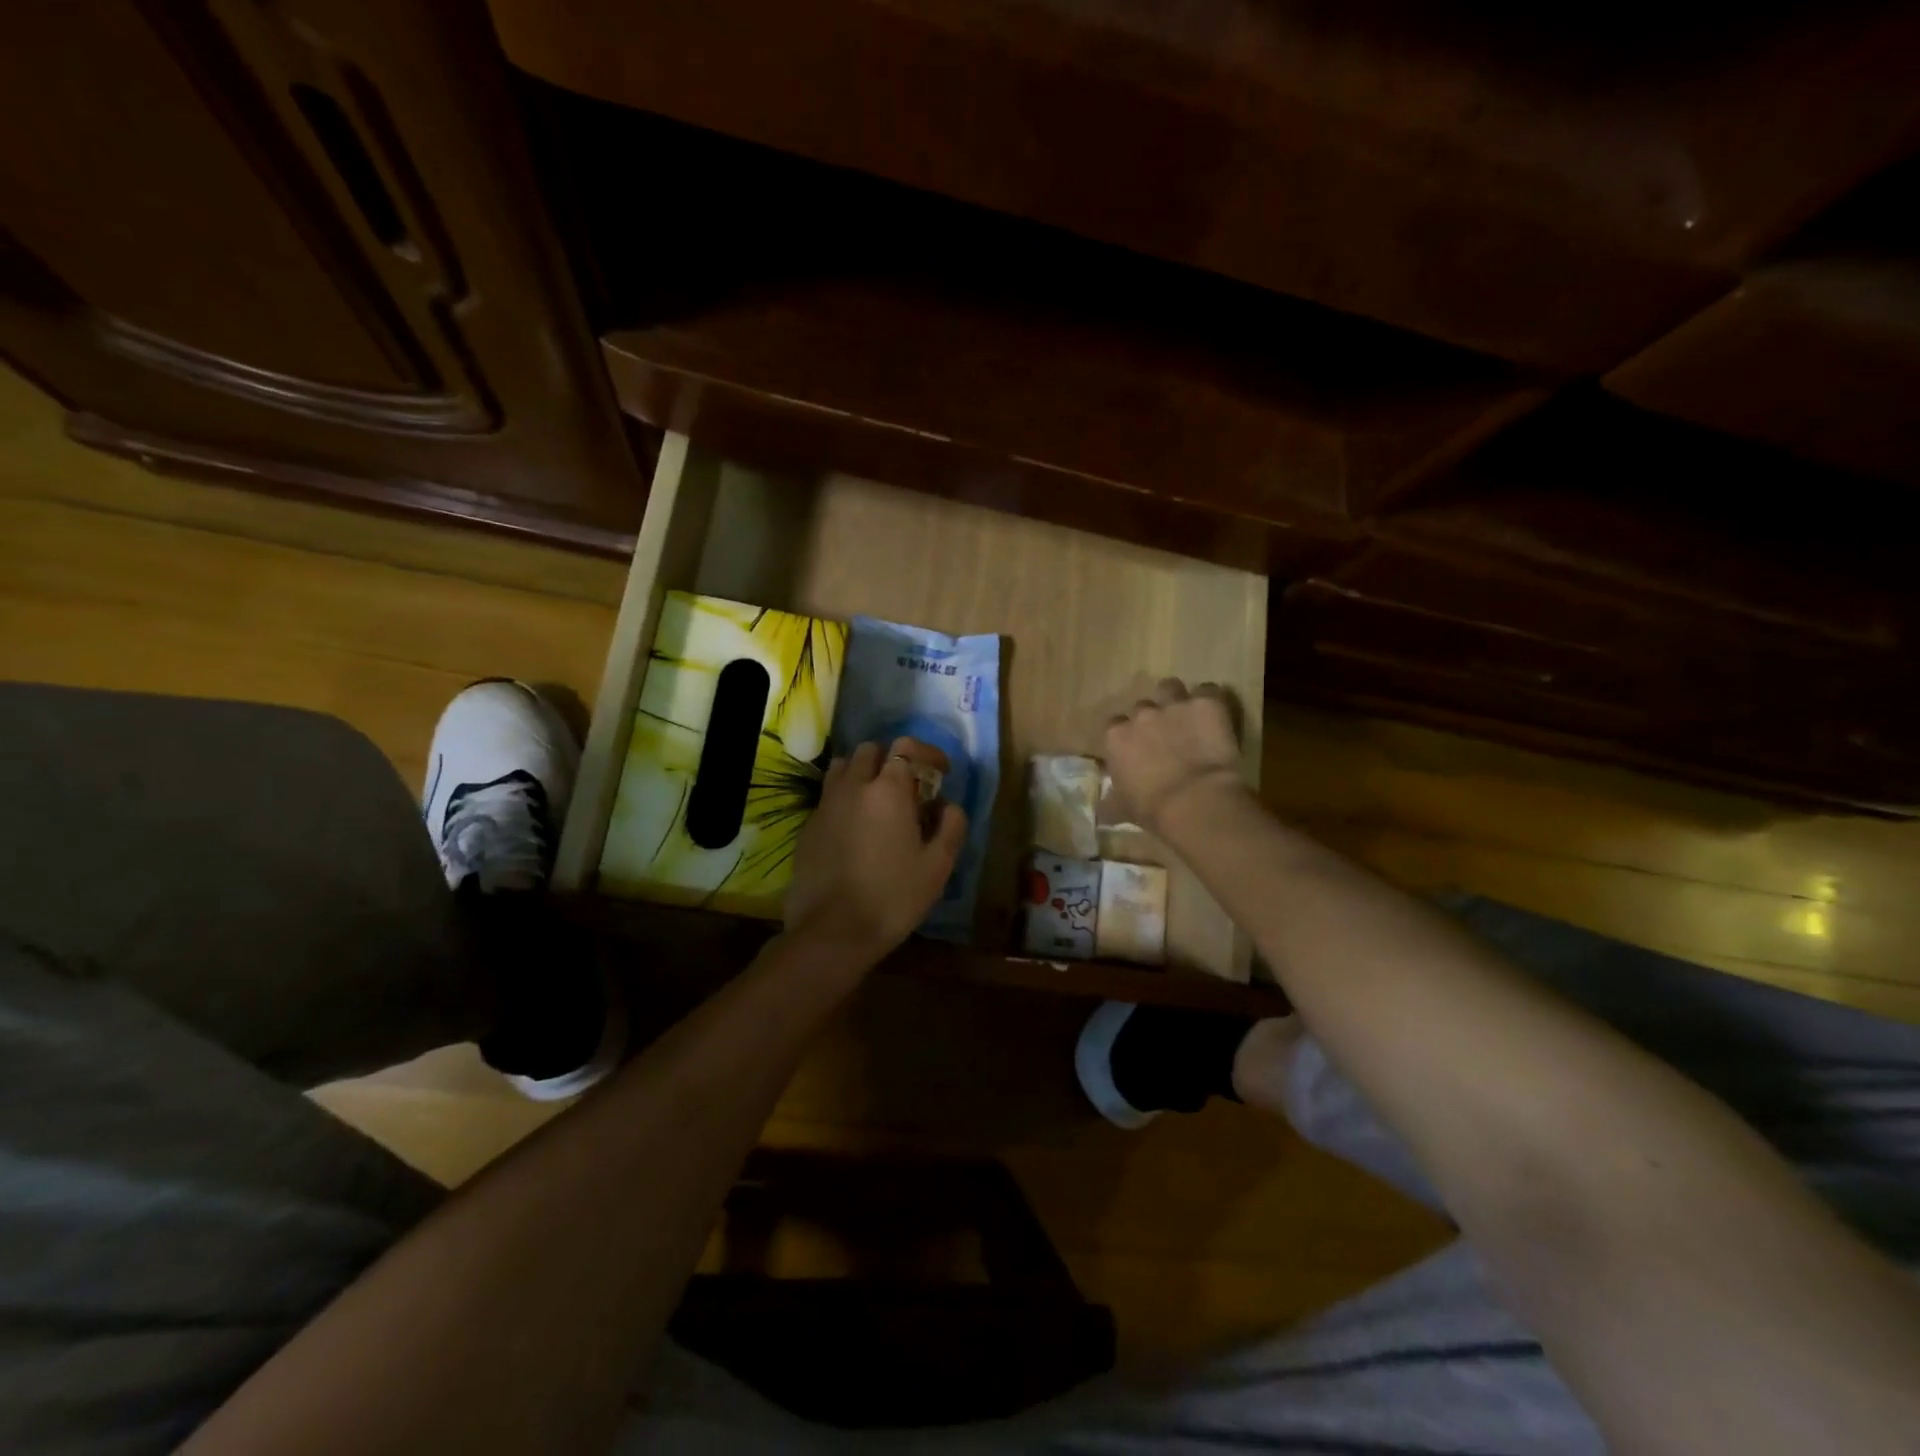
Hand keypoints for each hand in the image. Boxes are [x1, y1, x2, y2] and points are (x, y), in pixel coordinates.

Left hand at [784, 738, 968, 968]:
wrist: (833, 931)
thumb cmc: (894, 896)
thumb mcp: (938, 865)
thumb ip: (951, 825)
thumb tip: (948, 804)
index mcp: (888, 790)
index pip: (906, 748)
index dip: (928, 754)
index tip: (941, 771)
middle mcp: (853, 786)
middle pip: (870, 750)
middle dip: (892, 760)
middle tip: (909, 786)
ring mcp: (826, 805)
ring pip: (843, 767)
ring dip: (863, 772)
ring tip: (878, 799)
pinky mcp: (808, 827)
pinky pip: (828, 797)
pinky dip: (845, 798)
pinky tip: (855, 828)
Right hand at [1104, 679, 1247, 833]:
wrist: (1196, 802)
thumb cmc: (1153, 810)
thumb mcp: (1122, 808)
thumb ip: (1111, 800)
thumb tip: (1104, 806)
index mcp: (1116, 737)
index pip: (1114, 726)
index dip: (1127, 735)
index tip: (1137, 749)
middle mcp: (1141, 715)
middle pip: (1143, 706)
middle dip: (1152, 718)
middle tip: (1166, 737)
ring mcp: (1174, 705)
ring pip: (1170, 687)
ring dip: (1176, 699)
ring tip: (1188, 716)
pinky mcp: (1206, 703)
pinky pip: (1207, 691)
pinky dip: (1209, 701)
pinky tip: (1214, 716)